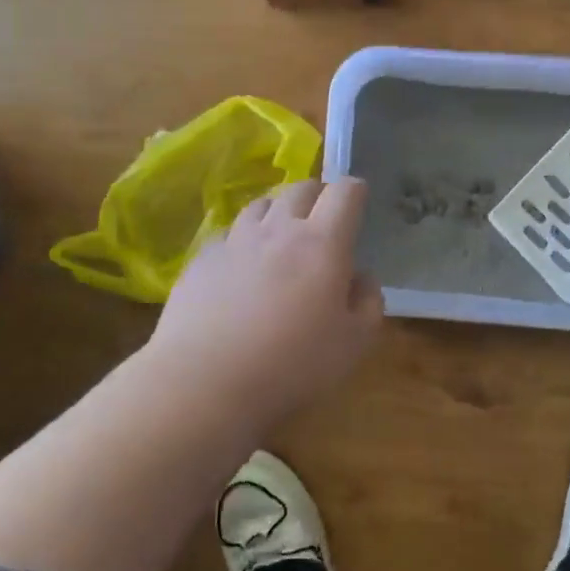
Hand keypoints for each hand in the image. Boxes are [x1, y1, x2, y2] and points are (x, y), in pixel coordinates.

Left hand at [149, 178, 383, 429]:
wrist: (205, 381)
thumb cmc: (292, 365)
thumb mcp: (354, 343)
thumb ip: (367, 302)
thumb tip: (361, 277)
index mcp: (322, 244)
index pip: (344, 193)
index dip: (355, 191)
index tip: (359, 202)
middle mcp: (278, 230)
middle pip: (301, 188)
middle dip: (318, 195)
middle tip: (323, 219)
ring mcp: (235, 240)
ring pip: (262, 204)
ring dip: (278, 212)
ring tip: (282, 236)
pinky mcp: (202, 259)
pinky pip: (229, 233)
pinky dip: (243, 240)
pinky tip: (242, 266)